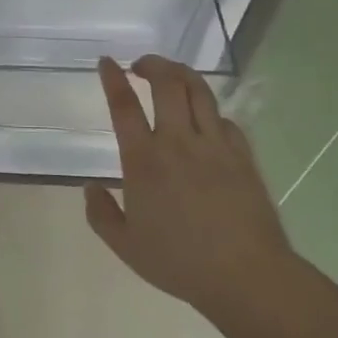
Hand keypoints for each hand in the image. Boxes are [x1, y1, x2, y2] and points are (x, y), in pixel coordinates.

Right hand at [84, 55, 296, 312]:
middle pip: (167, 83)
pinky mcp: (242, 155)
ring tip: (171, 74)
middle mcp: (178, 142)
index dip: (113, 78)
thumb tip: (90, 187)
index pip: (124, 106)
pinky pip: (225, 119)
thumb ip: (101, 214)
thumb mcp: (125, 246)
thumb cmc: (181, 263)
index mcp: (144, 161)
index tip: (107, 62)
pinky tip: (206, 120)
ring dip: (182, 74)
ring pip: (199, 91)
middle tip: (141, 65)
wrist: (247, 276)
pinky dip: (210, 111)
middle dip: (152, 64)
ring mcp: (215, 145)